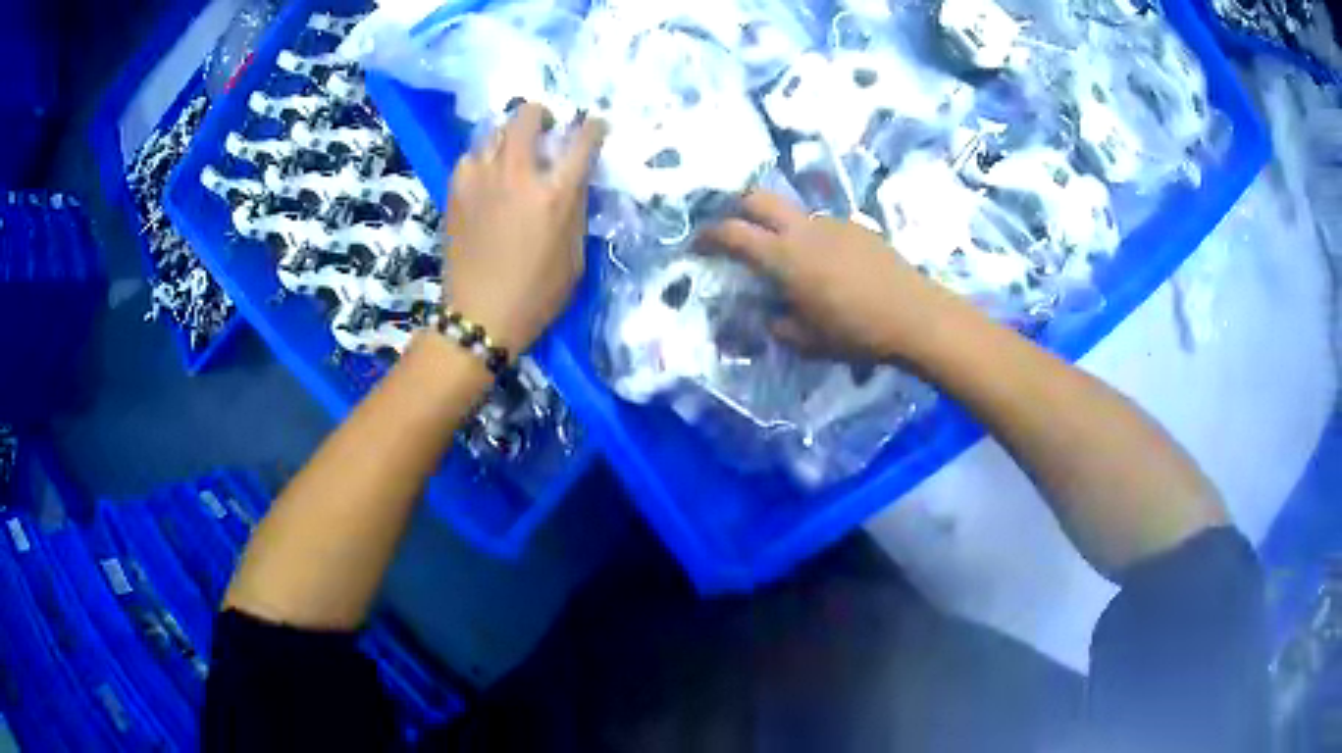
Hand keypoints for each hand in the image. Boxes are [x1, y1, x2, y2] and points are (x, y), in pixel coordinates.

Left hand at [441, 103, 606, 353]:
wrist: (479, 316)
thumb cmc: (536, 293)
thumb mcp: (575, 255)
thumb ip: (576, 209)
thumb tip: (573, 179)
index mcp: (555, 194)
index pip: (581, 141)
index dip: (592, 127)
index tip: (593, 126)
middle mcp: (517, 175)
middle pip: (528, 116)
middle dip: (542, 113)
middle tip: (546, 128)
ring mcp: (481, 178)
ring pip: (496, 131)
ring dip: (511, 135)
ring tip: (515, 153)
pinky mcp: (456, 190)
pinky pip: (472, 156)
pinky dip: (484, 157)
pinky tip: (488, 174)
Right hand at [701, 191, 970, 363]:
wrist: (916, 316)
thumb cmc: (857, 333)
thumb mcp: (809, 342)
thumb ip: (780, 326)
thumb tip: (770, 316)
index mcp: (785, 257)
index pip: (734, 234)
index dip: (709, 236)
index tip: (697, 244)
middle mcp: (805, 230)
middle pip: (759, 198)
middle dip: (739, 208)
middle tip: (735, 230)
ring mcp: (834, 224)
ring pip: (795, 214)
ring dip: (781, 228)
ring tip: (793, 263)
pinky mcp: (858, 228)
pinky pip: (823, 226)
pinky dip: (812, 239)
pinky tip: (829, 268)